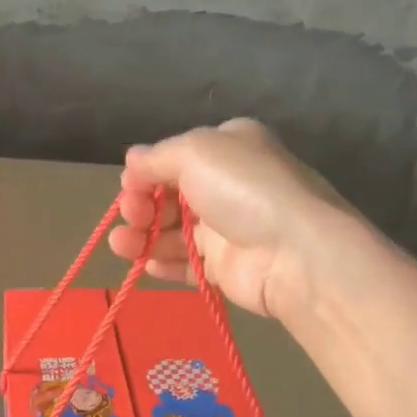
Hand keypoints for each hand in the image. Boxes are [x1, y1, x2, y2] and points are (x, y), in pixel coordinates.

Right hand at [109, 118, 354, 318]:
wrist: (294, 253)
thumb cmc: (244, 189)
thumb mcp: (196, 152)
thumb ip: (157, 157)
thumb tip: (132, 159)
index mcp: (229, 148)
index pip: (177, 157)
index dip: (147, 171)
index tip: (128, 185)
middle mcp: (228, 185)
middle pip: (171, 195)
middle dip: (141, 204)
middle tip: (130, 216)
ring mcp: (228, 228)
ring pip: (174, 231)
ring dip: (143, 236)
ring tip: (122, 245)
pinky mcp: (226, 267)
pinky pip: (187, 264)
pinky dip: (164, 263)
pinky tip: (146, 264)